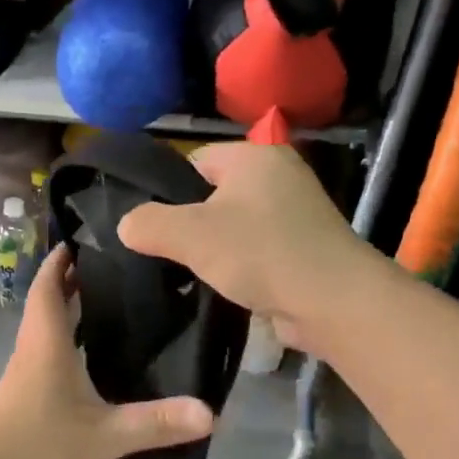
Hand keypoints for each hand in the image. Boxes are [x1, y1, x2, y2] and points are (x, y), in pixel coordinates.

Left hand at [0, 247, 214, 458]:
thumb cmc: (38, 444)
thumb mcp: (103, 434)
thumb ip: (155, 422)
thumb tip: (211, 413)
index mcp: (47, 339)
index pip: (50, 283)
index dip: (63, 259)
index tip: (87, 238)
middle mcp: (33, 346)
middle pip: (49, 299)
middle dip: (74, 279)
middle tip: (115, 267)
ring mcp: (26, 370)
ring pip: (47, 326)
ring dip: (70, 309)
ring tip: (111, 302)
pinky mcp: (25, 393)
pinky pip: (48, 350)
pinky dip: (67, 339)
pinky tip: (92, 355)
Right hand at [115, 142, 364, 349]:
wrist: (332, 301)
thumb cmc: (259, 253)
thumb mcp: (189, 234)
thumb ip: (147, 224)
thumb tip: (127, 225)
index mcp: (255, 156)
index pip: (196, 160)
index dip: (169, 190)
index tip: (153, 224)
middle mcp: (280, 175)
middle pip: (214, 194)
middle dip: (192, 222)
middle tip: (169, 252)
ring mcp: (298, 212)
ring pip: (236, 224)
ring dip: (216, 247)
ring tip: (196, 272)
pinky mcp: (306, 246)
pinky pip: (258, 247)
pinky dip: (242, 264)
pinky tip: (228, 285)